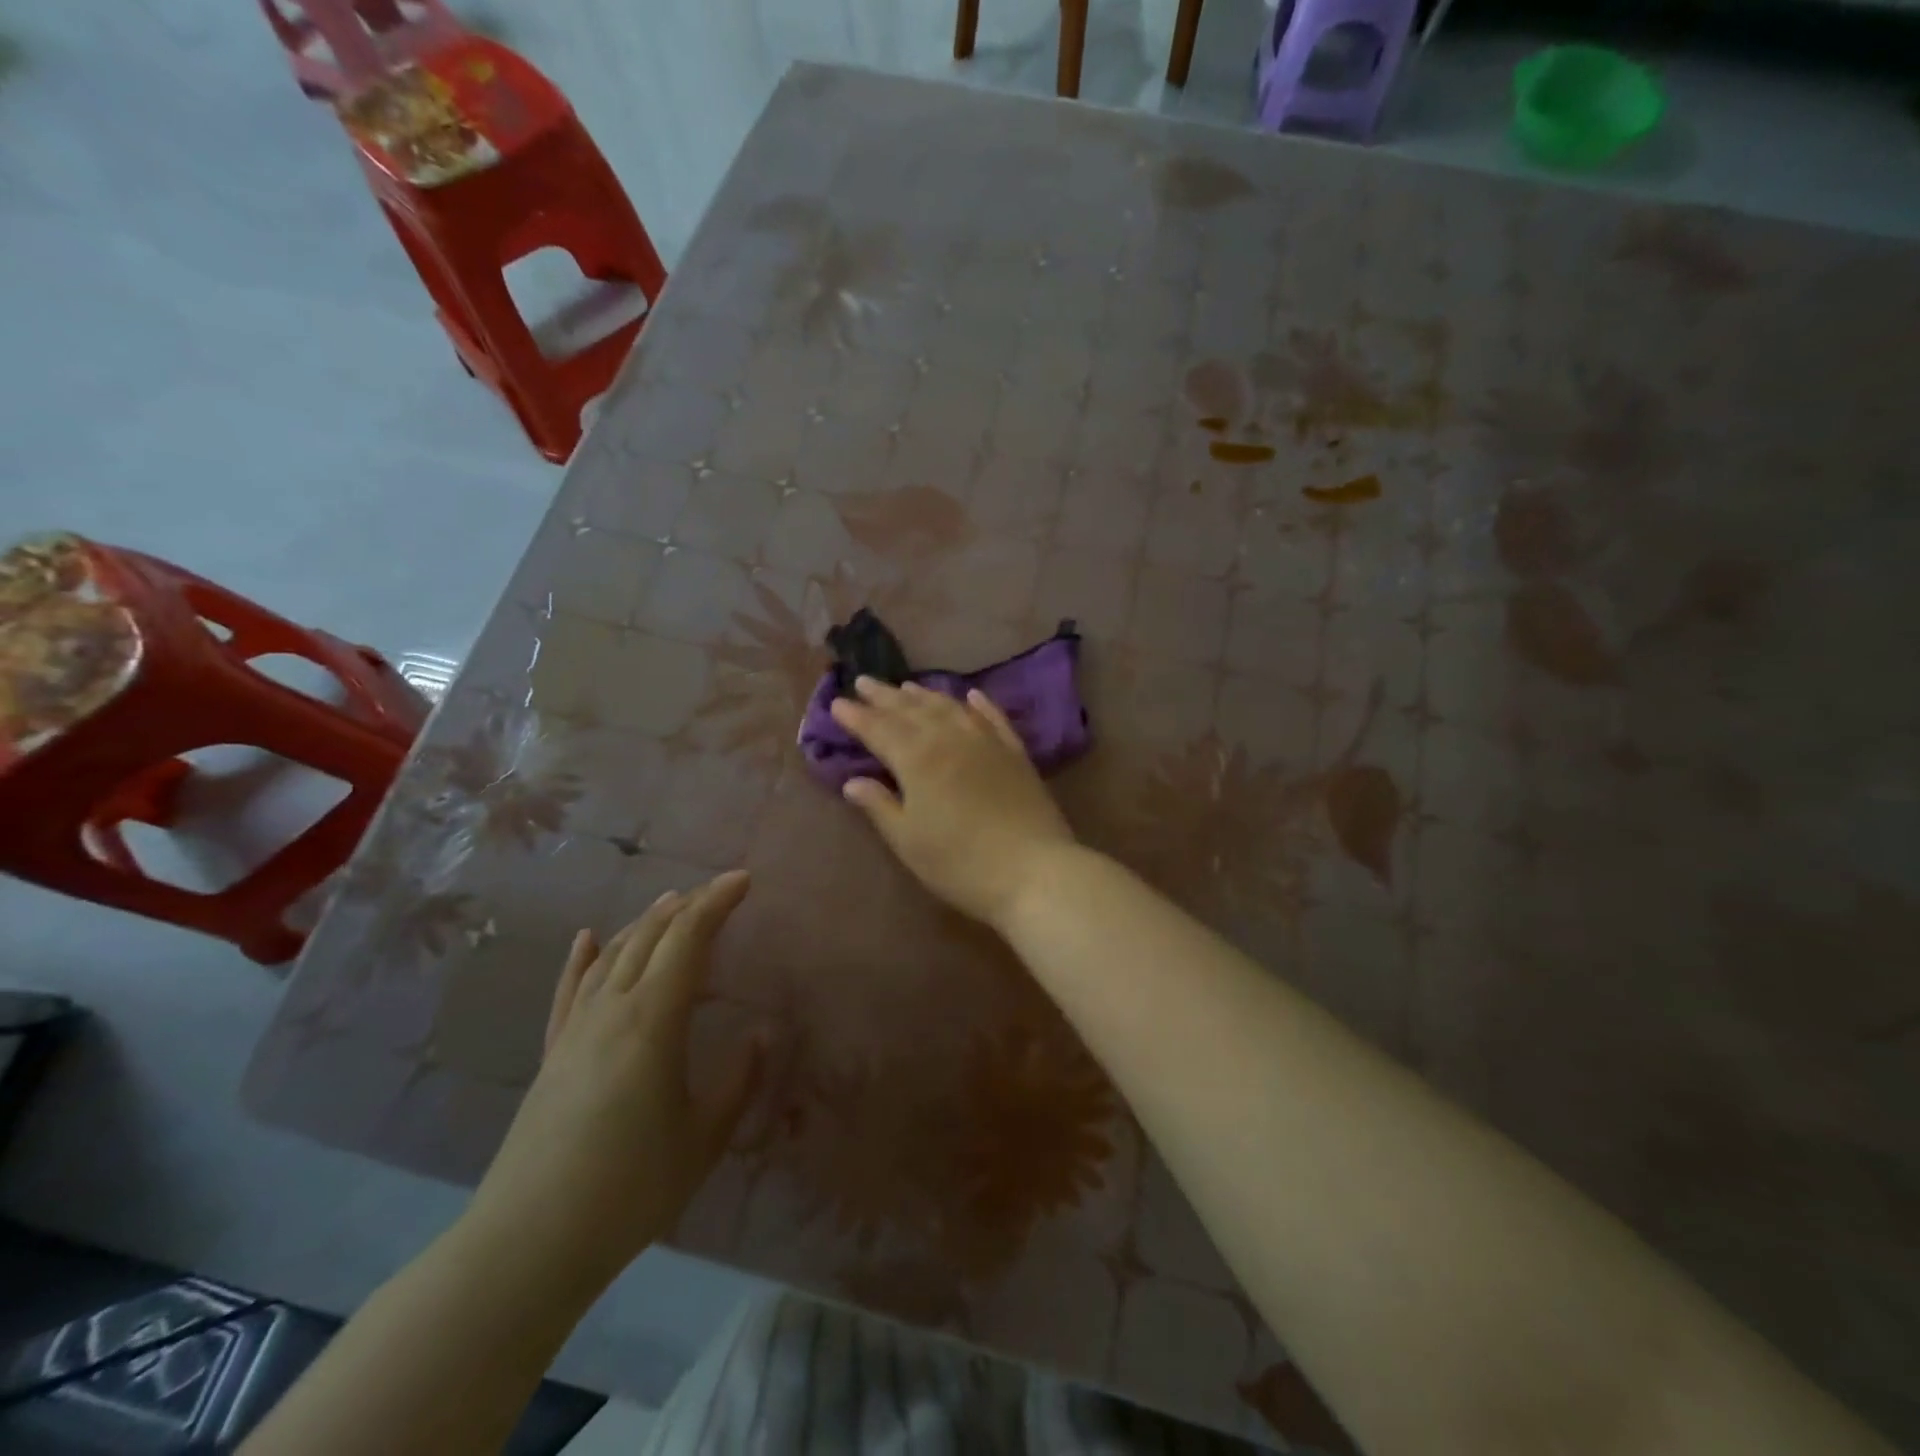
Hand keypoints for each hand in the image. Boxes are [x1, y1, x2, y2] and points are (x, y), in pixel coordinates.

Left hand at [464, 872, 762, 1290]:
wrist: (527, 1244)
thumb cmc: (629, 1190)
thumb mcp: (704, 1138)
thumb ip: (738, 1080)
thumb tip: (759, 1034)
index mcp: (652, 1021)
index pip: (688, 940)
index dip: (716, 903)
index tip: (743, 880)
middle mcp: (611, 1010)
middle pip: (650, 938)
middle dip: (687, 905)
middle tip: (719, 889)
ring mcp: (575, 1030)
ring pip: (613, 956)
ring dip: (645, 923)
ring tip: (670, 902)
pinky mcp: (551, 1054)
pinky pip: (569, 991)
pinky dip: (583, 958)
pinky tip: (587, 938)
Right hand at [828, 677, 1076, 927]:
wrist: (1034, 870)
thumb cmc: (960, 863)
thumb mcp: (909, 841)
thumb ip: (880, 806)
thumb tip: (853, 781)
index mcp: (917, 759)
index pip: (879, 729)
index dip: (856, 716)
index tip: (837, 703)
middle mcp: (950, 738)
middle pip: (911, 710)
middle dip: (885, 696)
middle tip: (864, 682)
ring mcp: (987, 742)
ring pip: (949, 707)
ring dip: (925, 694)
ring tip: (906, 685)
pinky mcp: (1015, 753)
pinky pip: (993, 718)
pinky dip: (979, 704)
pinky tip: (971, 695)